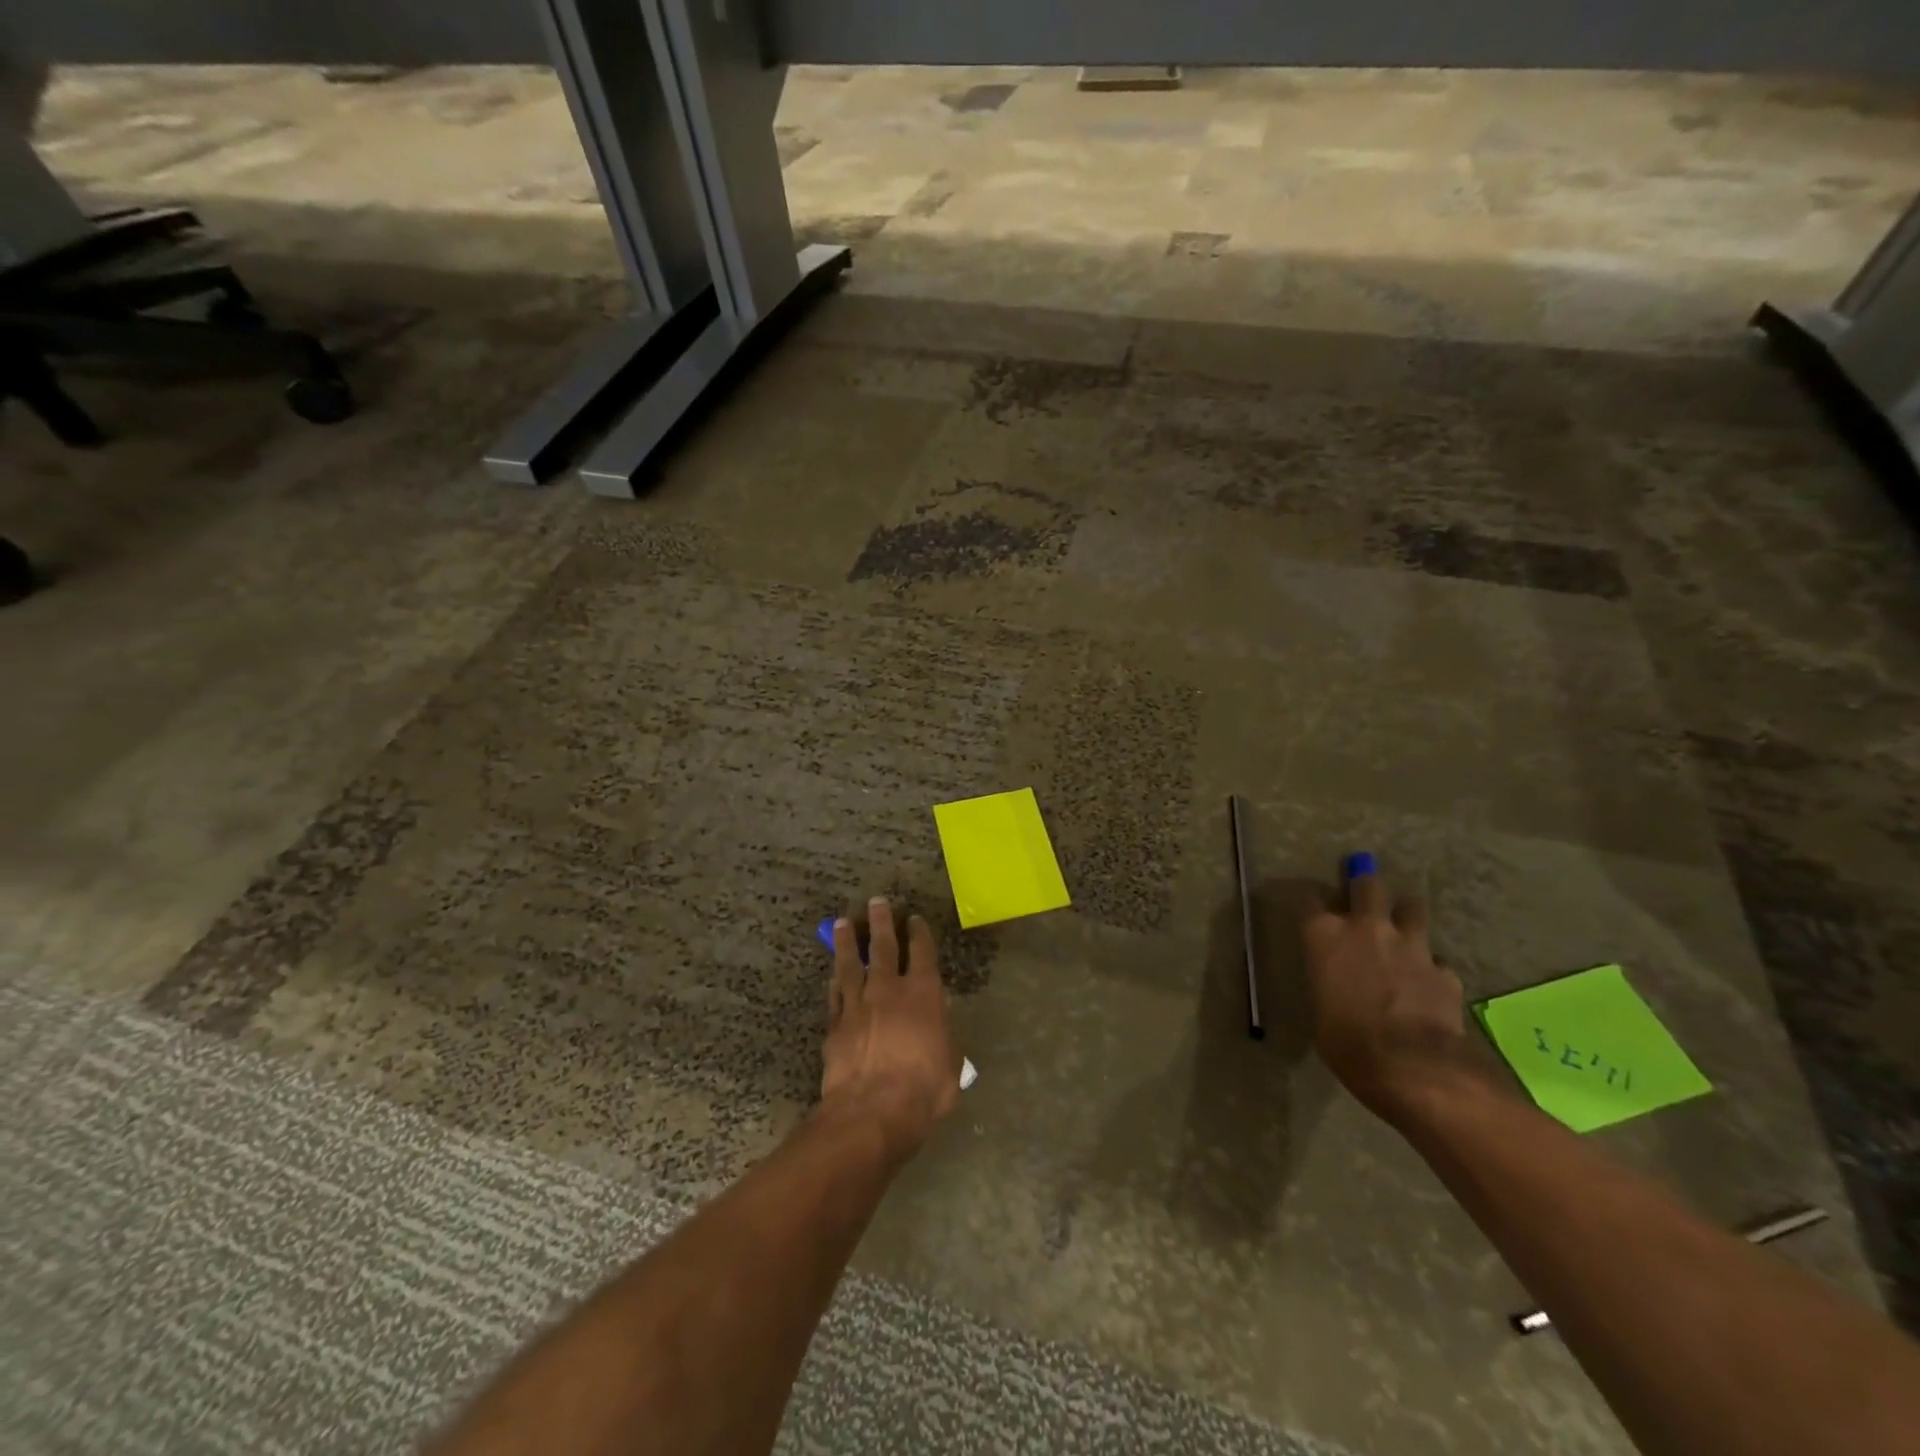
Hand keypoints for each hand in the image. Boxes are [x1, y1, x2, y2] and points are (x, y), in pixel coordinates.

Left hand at [822, 897, 959, 1158]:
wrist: (872, 1110)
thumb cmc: (924, 1088)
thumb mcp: (951, 1062)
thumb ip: (945, 1033)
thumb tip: (940, 1015)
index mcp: (923, 992)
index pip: (922, 951)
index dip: (919, 932)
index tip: (914, 918)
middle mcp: (888, 989)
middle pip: (882, 946)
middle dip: (880, 921)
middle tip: (875, 901)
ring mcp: (858, 1004)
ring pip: (851, 963)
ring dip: (847, 942)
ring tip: (843, 924)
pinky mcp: (835, 1024)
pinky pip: (835, 994)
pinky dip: (835, 980)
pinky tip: (833, 973)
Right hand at [1302, 862, 1482, 1124]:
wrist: (1410, 1065)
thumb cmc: (1345, 1040)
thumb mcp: (1320, 1005)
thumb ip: (1329, 978)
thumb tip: (1337, 979)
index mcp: (1324, 935)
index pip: (1309, 899)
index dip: (1311, 900)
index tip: (1312, 905)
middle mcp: (1366, 928)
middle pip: (1367, 885)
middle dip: (1365, 883)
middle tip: (1364, 887)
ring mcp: (1410, 945)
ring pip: (1412, 908)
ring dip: (1405, 914)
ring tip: (1403, 925)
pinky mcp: (1443, 970)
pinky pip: (1436, 959)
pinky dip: (1430, 966)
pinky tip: (1427, 982)